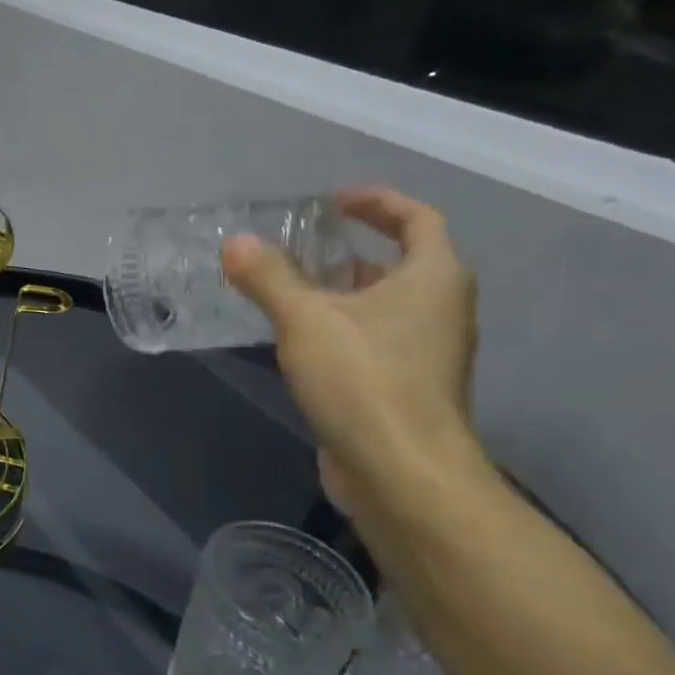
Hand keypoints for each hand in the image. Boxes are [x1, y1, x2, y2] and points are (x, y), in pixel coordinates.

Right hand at [222, 186, 481, 514]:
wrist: (401, 472)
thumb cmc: (364, 381)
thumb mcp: (306, 321)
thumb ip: (268, 278)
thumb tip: (235, 242)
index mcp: (433, 278)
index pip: (417, 219)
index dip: (377, 203)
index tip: (333, 202)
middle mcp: (440, 310)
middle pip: (399, 264)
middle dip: (349, 253)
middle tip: (300, 249)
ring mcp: (426, 353)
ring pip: (383, 308)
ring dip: (341, 294)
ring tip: (289, 293)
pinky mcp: (405, 389)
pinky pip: (373, 342)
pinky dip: (341, 331)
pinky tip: (298, 344)